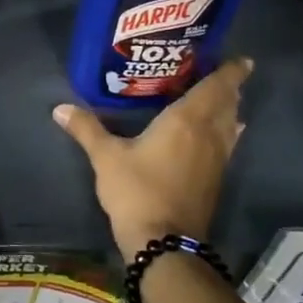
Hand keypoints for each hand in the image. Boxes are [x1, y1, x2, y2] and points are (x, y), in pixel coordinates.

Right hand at [53, 58, 252, 259]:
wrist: (164, 243)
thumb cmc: (137, 191)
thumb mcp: (106, 157)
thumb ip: (87, 129)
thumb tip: (60, 108)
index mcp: (186, 121)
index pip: (215, 89)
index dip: (231, 73)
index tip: (242, 59)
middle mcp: (208, 135)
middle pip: (227, 105)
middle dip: (230, 88)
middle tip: (228, 73)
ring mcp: (216, 160)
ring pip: (230, 126)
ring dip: (231, 110)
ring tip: (227, 98)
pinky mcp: (214, 181)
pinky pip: (227, 144)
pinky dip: (227, 132)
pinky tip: (220, 135)